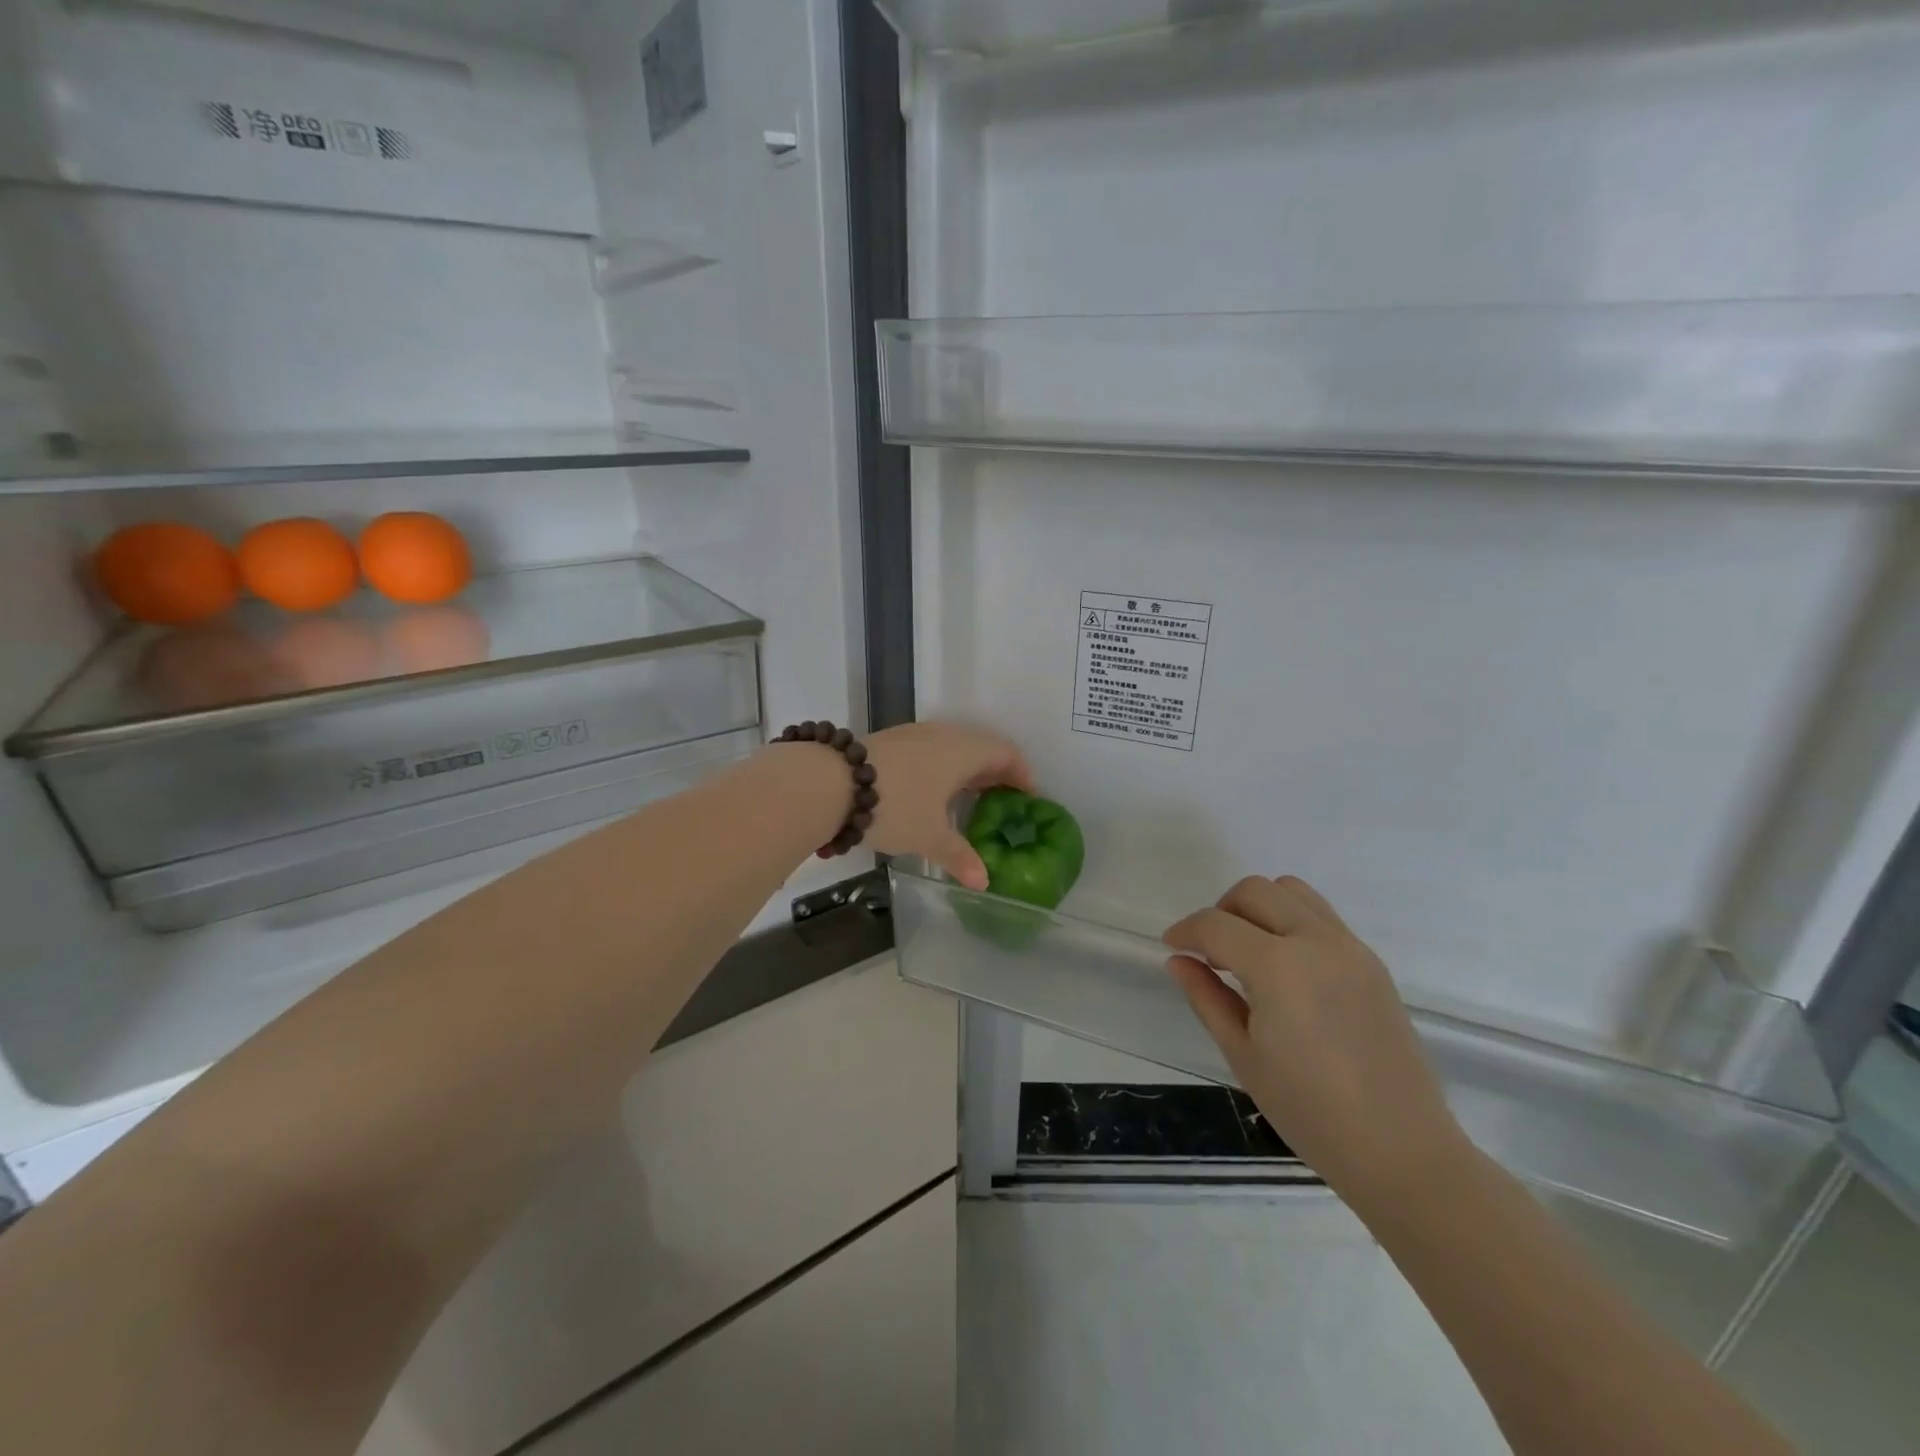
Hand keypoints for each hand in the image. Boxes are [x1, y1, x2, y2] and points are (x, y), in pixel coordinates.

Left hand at [864, 722, 1033, 890]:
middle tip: (1003, 800)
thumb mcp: (929, 835)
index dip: (1021, 773)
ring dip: (967, 768)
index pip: (1005, 752)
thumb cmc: (895, 806)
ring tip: (969, 797)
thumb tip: (983, 882)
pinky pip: (931, 749)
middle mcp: (943, 735)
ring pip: (953, 746)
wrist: (828, 783)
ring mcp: (914, 734)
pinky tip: (932, 791)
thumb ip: (959, 856)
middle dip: (995, 772)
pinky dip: (943, 767)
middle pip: (981, 746)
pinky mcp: (891, 741)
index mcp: (963, 751)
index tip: (1028, 796)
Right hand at [1163, 876, 1465, 1198]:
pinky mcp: (1371, 962)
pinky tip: (1285, 967)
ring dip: (1259, 907)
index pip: (1216, 925)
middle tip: (1210, 952)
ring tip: (1248, 951)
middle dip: (1221, 911)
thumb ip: (1207, 998)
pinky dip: (1291, 921)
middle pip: (1255, 891)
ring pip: (1292, 891)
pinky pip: (1321, 916)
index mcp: (1279, 966)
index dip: (1186, 931)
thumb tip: (1179, 961)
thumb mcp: (1243, 1055)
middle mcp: (1316, 941)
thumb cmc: (1310, 1111)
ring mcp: (1350, 948)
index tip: (1172, 947)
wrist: (1402, 1150)